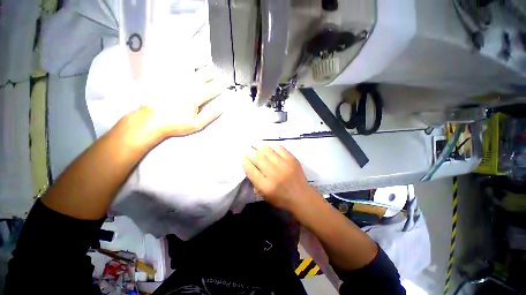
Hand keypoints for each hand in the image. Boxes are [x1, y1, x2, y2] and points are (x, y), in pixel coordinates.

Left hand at [125, 66, 223, 143]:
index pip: (212, 88)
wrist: (151, 120)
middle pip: (202, 75)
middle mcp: (185, 86)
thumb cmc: (175, 124)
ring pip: (191, 68)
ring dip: (200, 67)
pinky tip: (188, 64)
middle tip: (216, 73)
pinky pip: (176, 66)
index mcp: (195, 97)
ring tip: (205, 67)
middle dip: (212, 74)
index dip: (220, 86)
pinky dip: (184, 64)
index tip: (224, 84)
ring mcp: (174, 80)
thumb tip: (221, 106)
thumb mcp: (196, 124)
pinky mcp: (164, 78)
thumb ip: (210, 115)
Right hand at [242, 144, 315, 210]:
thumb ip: (256, 181)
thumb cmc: (281, 198)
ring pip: (267, 151)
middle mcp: (274, 174)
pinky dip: (271, 145)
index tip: (243, 157)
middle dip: (250, 151)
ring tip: (255, 144)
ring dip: (259, 146)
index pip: (251, 170)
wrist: (301, 197)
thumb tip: (250, 165)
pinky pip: (279, 148)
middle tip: (247, 148)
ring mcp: (284, 165)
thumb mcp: (265, 195)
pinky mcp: (292, 159)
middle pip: (258, 158)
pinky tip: (267, 145)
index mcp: (266, 186)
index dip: (245, 161)